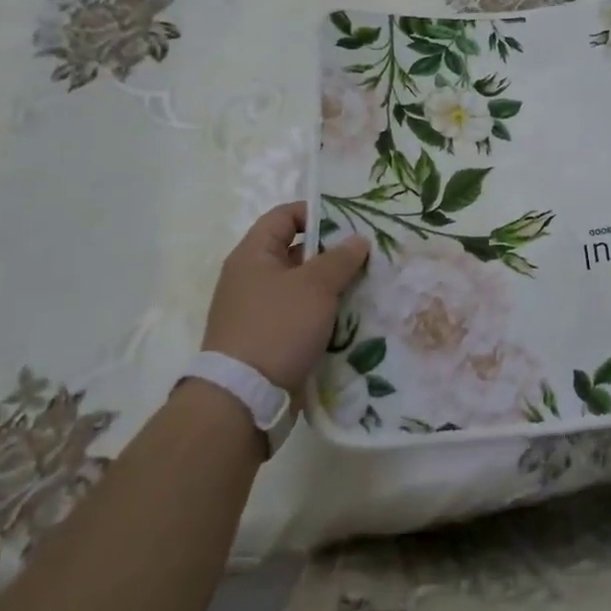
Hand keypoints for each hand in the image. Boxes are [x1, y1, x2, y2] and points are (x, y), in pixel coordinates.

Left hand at [203, 202, 369, 389]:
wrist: (244, 397)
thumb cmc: (278, 327)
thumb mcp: (316, 286)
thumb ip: (340, 258)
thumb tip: (357, 240)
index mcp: (253, 255)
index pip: (284, 216)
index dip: (315, 213)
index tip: (350, 223)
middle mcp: (250, 278)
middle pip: (295, 252)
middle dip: (331, 253)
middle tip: (366, 256)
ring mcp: (257, 311)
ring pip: (301, 287)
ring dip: (331, 287)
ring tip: (365, 287)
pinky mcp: (267, 340)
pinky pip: (299, 316)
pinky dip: (322, 314)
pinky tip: (350, 319)